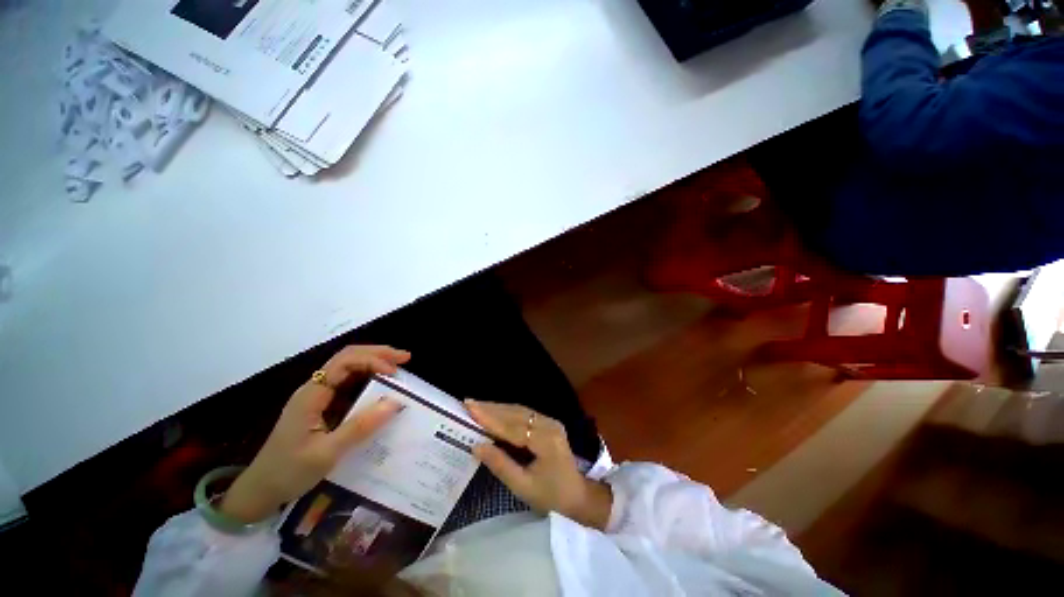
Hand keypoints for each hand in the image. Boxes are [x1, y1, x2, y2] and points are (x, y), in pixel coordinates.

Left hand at [219, 346, 410, 523]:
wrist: (259, 493)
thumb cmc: (288, 472)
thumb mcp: (326, 453)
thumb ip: (361, 426)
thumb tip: (395, 402)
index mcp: (312, 394)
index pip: (345, 362)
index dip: (373, 360)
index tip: (396, 373)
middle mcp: (314, 389)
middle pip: (348, 358)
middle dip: (378, 354)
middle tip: (405, 358)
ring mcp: (317, 397)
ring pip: (348, 368)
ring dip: (374, 363)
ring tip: (398, 368)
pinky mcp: (321, 407)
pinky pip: (348, 385)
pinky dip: (368, 380)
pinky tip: (381, 386)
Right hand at [466, 401, 612, 530]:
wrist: (578, 495)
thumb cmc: (551, 496)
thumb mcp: (523, 486)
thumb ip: (500, 464)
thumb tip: (476, 446)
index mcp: (545, 441)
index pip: (512, 426)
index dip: (490, 417)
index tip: (471, 408)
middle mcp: (549, 425)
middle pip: (516, 413)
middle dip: (491, 408)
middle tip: (469, 403)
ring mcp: (550, 422)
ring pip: (520, 411)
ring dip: (498, 408)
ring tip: (477, 406)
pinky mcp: (549, 423)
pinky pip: (525, 415)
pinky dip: (507, 413)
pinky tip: (495, 413)